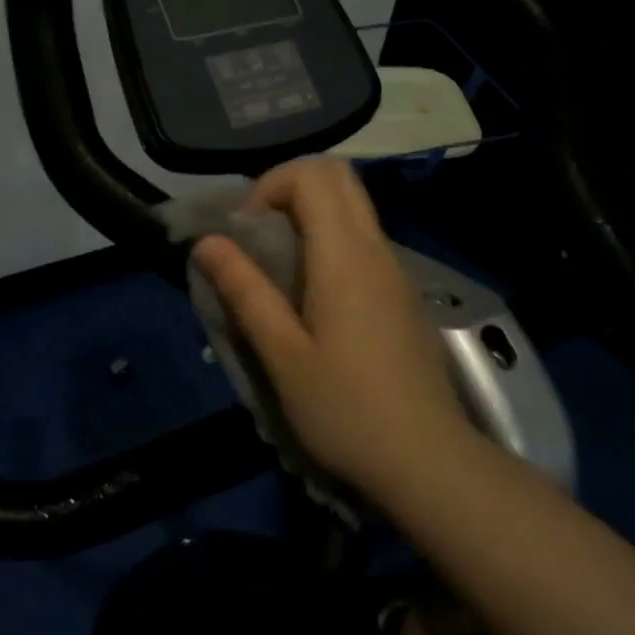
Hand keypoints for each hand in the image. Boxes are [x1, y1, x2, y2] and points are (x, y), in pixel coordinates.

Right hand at [192, 158, 472, 498]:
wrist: (428, 460)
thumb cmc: (346, 409)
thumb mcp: (282, 355)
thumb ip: (244, 290)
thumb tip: (206, 241)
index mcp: (345, 255)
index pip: (312, 173)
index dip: (268, 187)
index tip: (245, 235)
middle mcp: (376, 248)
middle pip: (337, 177)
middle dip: (287, 190)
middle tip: (257, 239)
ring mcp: (395, 270)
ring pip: (352, 208)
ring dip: (308, 217)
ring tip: (276, 271)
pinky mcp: (401, 294)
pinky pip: (362, 241)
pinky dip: (328, 243)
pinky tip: (311, 299)